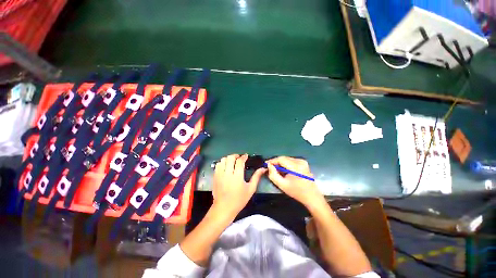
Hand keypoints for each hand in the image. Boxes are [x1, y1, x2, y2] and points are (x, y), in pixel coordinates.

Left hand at [212, 154, 265, 216]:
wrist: (223, 208)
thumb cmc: (239, 200)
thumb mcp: (250, 189)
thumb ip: (256, 177)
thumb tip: (263, 168)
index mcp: (237, 176)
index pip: (240, 161)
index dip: (243, 157)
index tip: (246, 156)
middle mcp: (227, 173)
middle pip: (230, 158)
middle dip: (236, 155)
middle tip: (239, 158)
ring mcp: (219, 174)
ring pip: (223, 160)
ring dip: (229, 158)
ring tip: (232, 161)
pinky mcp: (215, 176)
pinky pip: (218, 165)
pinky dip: (222, 163)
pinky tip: (226, 166)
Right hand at [267, 156, 323, 207]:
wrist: (312, 196)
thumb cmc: (297, 192)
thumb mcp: (282, 185)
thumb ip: (273, 174)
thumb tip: (269, 165)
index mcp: (296, 167)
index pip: (281, 159)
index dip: (272, 161)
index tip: (266, 164)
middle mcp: (300, 161)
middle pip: (284, 158)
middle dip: (276, 162)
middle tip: (270, 167)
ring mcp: (303, 161)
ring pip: (287, 159)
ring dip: (280, 163)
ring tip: (276, 170)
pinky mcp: (304, 163)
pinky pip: (291, 160)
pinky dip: (286, 164)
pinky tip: (284, 170)